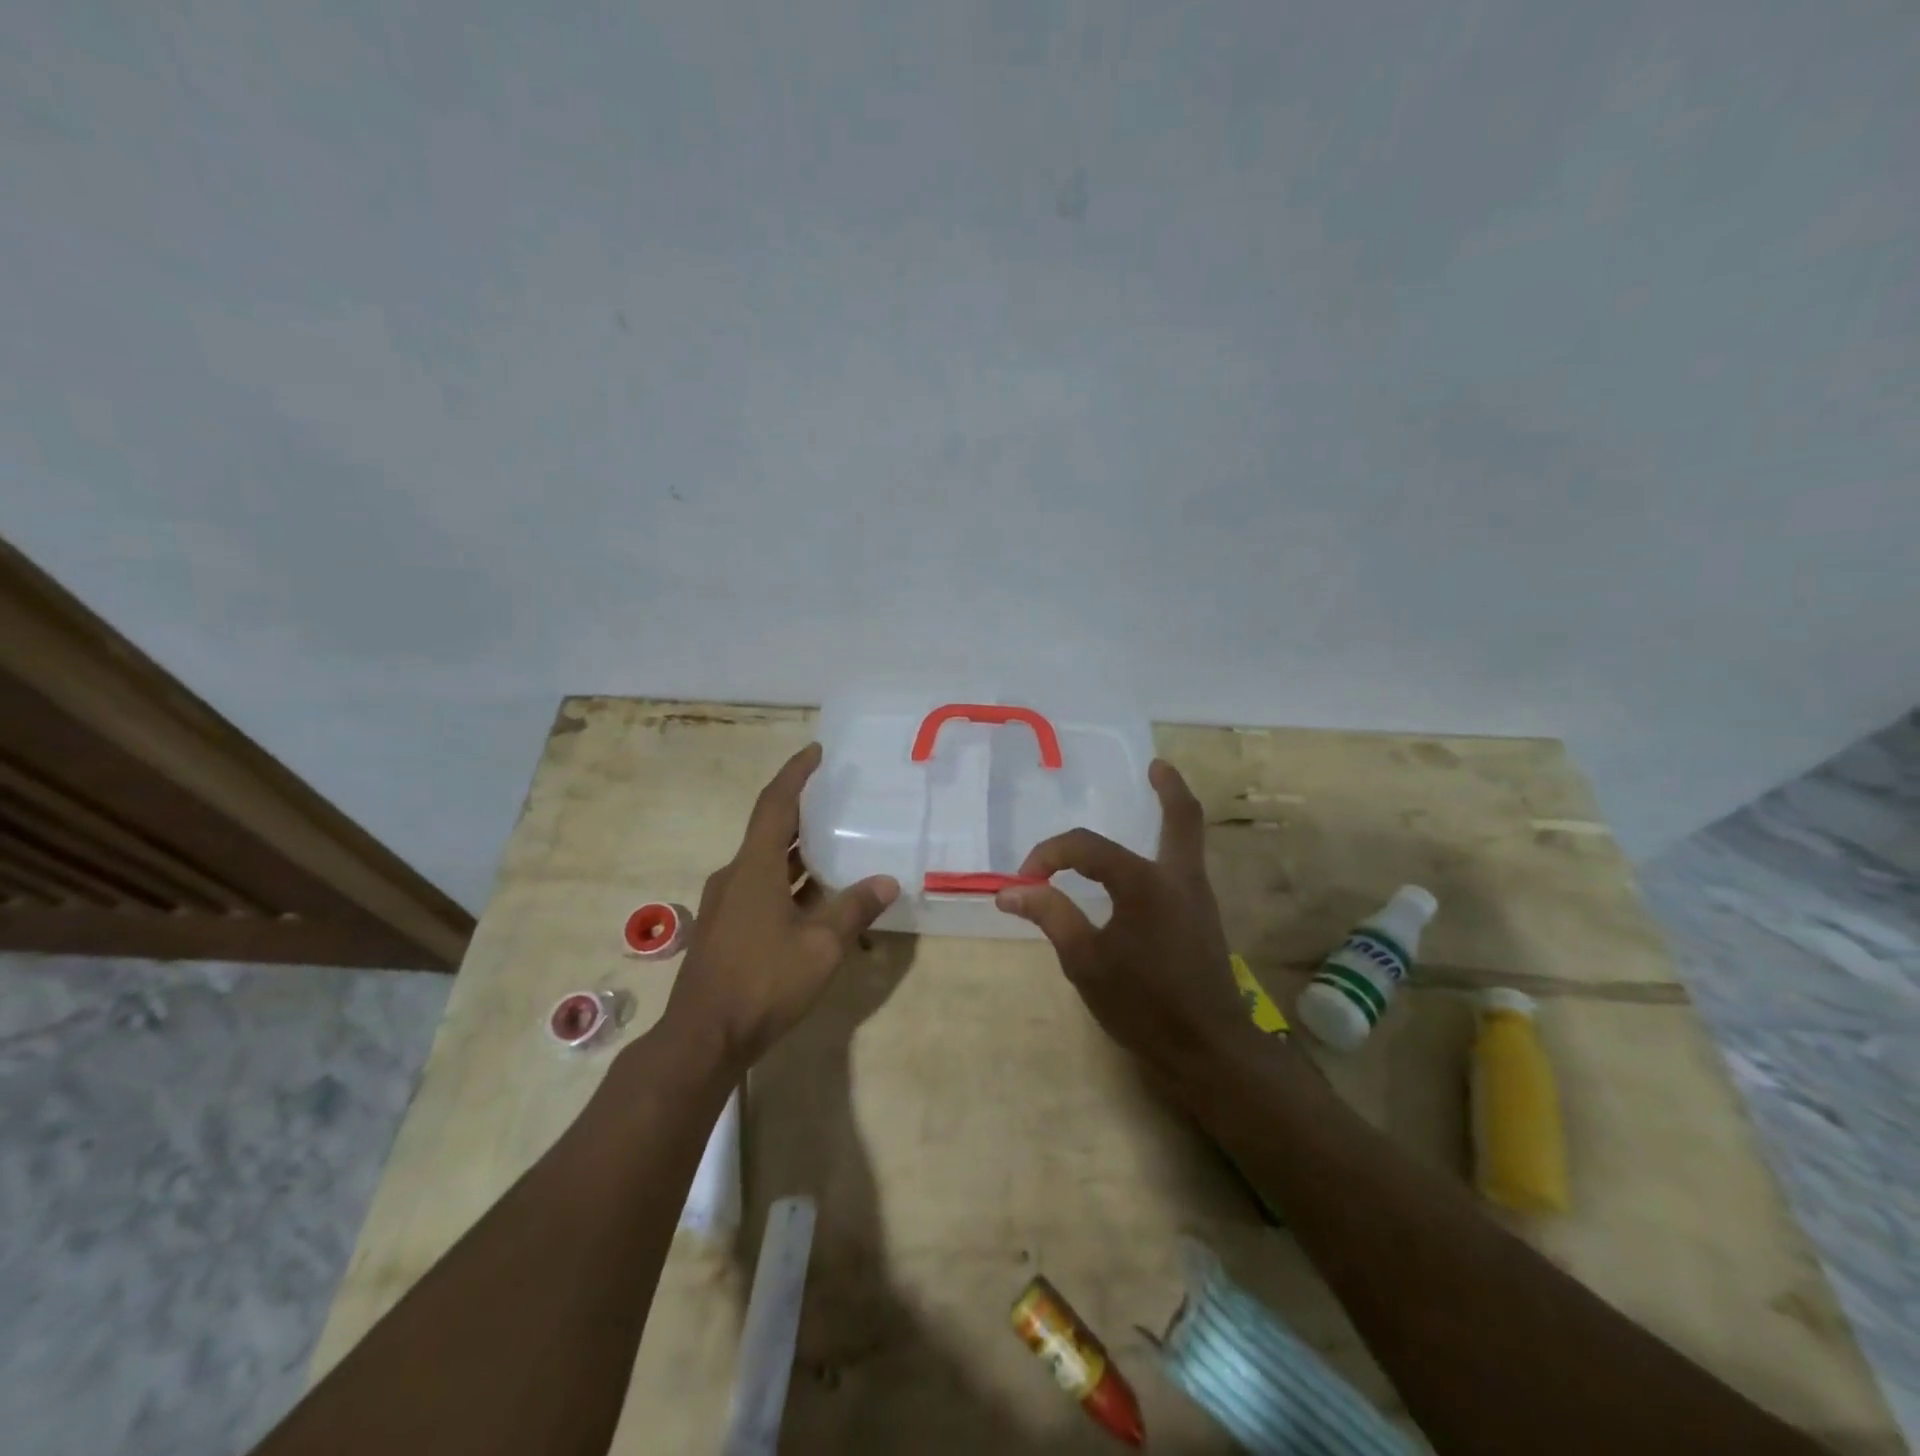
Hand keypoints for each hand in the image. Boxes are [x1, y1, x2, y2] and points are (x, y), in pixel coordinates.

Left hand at [661, 743, 898, 1073]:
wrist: (704, 1038)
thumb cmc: (763, 982)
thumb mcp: (821, 946)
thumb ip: (855, 909)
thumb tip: (887, 881)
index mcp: (754, 867)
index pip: (776, 804)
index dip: (796, 773)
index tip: (816, 751)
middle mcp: (736, 876)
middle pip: (771, 831)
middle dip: (803, 813)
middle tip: (837, 799)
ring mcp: (727, 904)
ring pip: (768, 864)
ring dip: (800, 854)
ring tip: (837, 846)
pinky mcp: (727, 929)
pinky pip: (763, 890)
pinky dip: (791, 885)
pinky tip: (819, 902)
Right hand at [995, 759, 1253, 1085]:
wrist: (1207, 1049)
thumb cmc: (1142, 1004)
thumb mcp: (1085, 961)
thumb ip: (1051, 916)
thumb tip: (1011, 890)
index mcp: (1144, 883)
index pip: (1086, 848)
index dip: (1049, 856)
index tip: (1024, 882)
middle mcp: (1178, 878)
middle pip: (1182, 818)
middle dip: (1169, 788)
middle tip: (1157, 766)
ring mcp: (1197, 897)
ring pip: (1189, 839)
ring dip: (1173, 814)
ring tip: (1157, 795)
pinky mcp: (1203, 918)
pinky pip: (1185, 865)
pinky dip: (1170, 847)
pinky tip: (1147, 863)